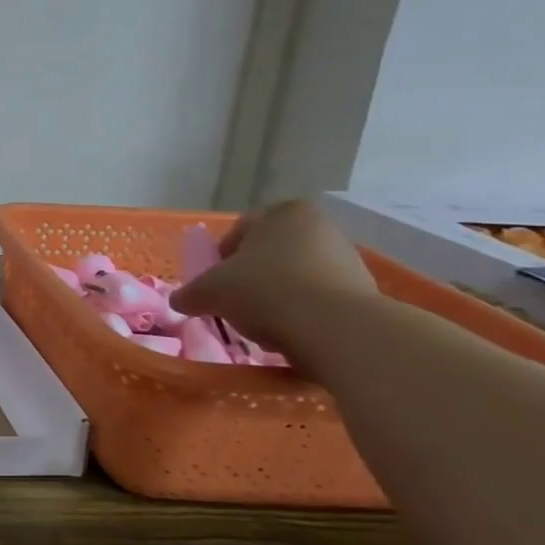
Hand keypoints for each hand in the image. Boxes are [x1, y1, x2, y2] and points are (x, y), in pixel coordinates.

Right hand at [169, 198, 376, 353]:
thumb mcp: (208, 292)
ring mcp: (347, 257)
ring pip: (295, 276)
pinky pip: (319, 298)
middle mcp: (318, 226)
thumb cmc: (264, 291)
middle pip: (269, 253)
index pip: (239, 232)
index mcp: (281, 212)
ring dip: (277, 296)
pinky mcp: (364, 290)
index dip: (220, 259)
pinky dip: (303, 312)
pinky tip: (291, 331)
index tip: (214, 284)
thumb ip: (189, 293)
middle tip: (235, 303)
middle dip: (250, 277)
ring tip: (263, 322)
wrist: (335, 328)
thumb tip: (180, 301)